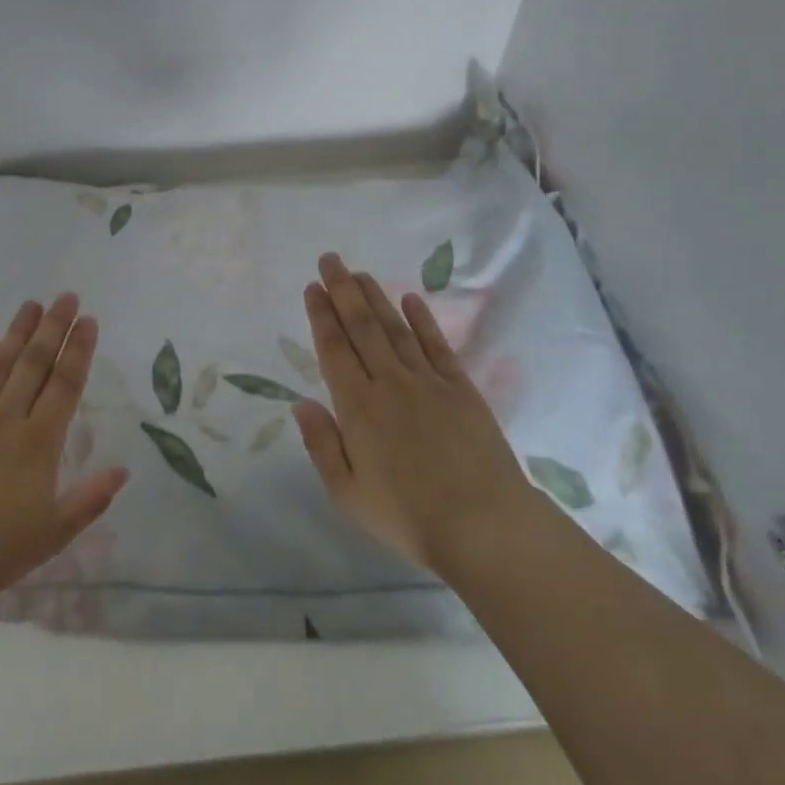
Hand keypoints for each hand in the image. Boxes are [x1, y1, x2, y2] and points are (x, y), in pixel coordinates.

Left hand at [0, 293, 128, 612]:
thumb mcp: (53, 534)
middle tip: (66, 296)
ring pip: (0, 364)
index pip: (65, 384)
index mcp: (38, 442)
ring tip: (33, 304)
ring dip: (18, 332)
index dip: (79, 350)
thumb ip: (90, 499)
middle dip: (53, 327)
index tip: (88, 321)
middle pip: (35, 363)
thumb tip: (123, 469)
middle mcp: (6, 419)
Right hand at [293, 253, 535, 574]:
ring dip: (375, 297)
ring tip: (360, 272)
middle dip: (343, 290)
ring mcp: (428, 381)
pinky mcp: (461, 388)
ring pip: (395, 328)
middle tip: (330, 259)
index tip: (313, 286)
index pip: (333, 348)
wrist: (484, 524)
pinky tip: (411, 299)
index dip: (321, 314)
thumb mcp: (347, 493)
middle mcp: (389, 382)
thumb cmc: (407, 516)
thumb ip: (321, 444)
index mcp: (357, 406)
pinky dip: (423, 319)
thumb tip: (301, 403)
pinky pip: (437, 345)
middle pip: (361, 326)